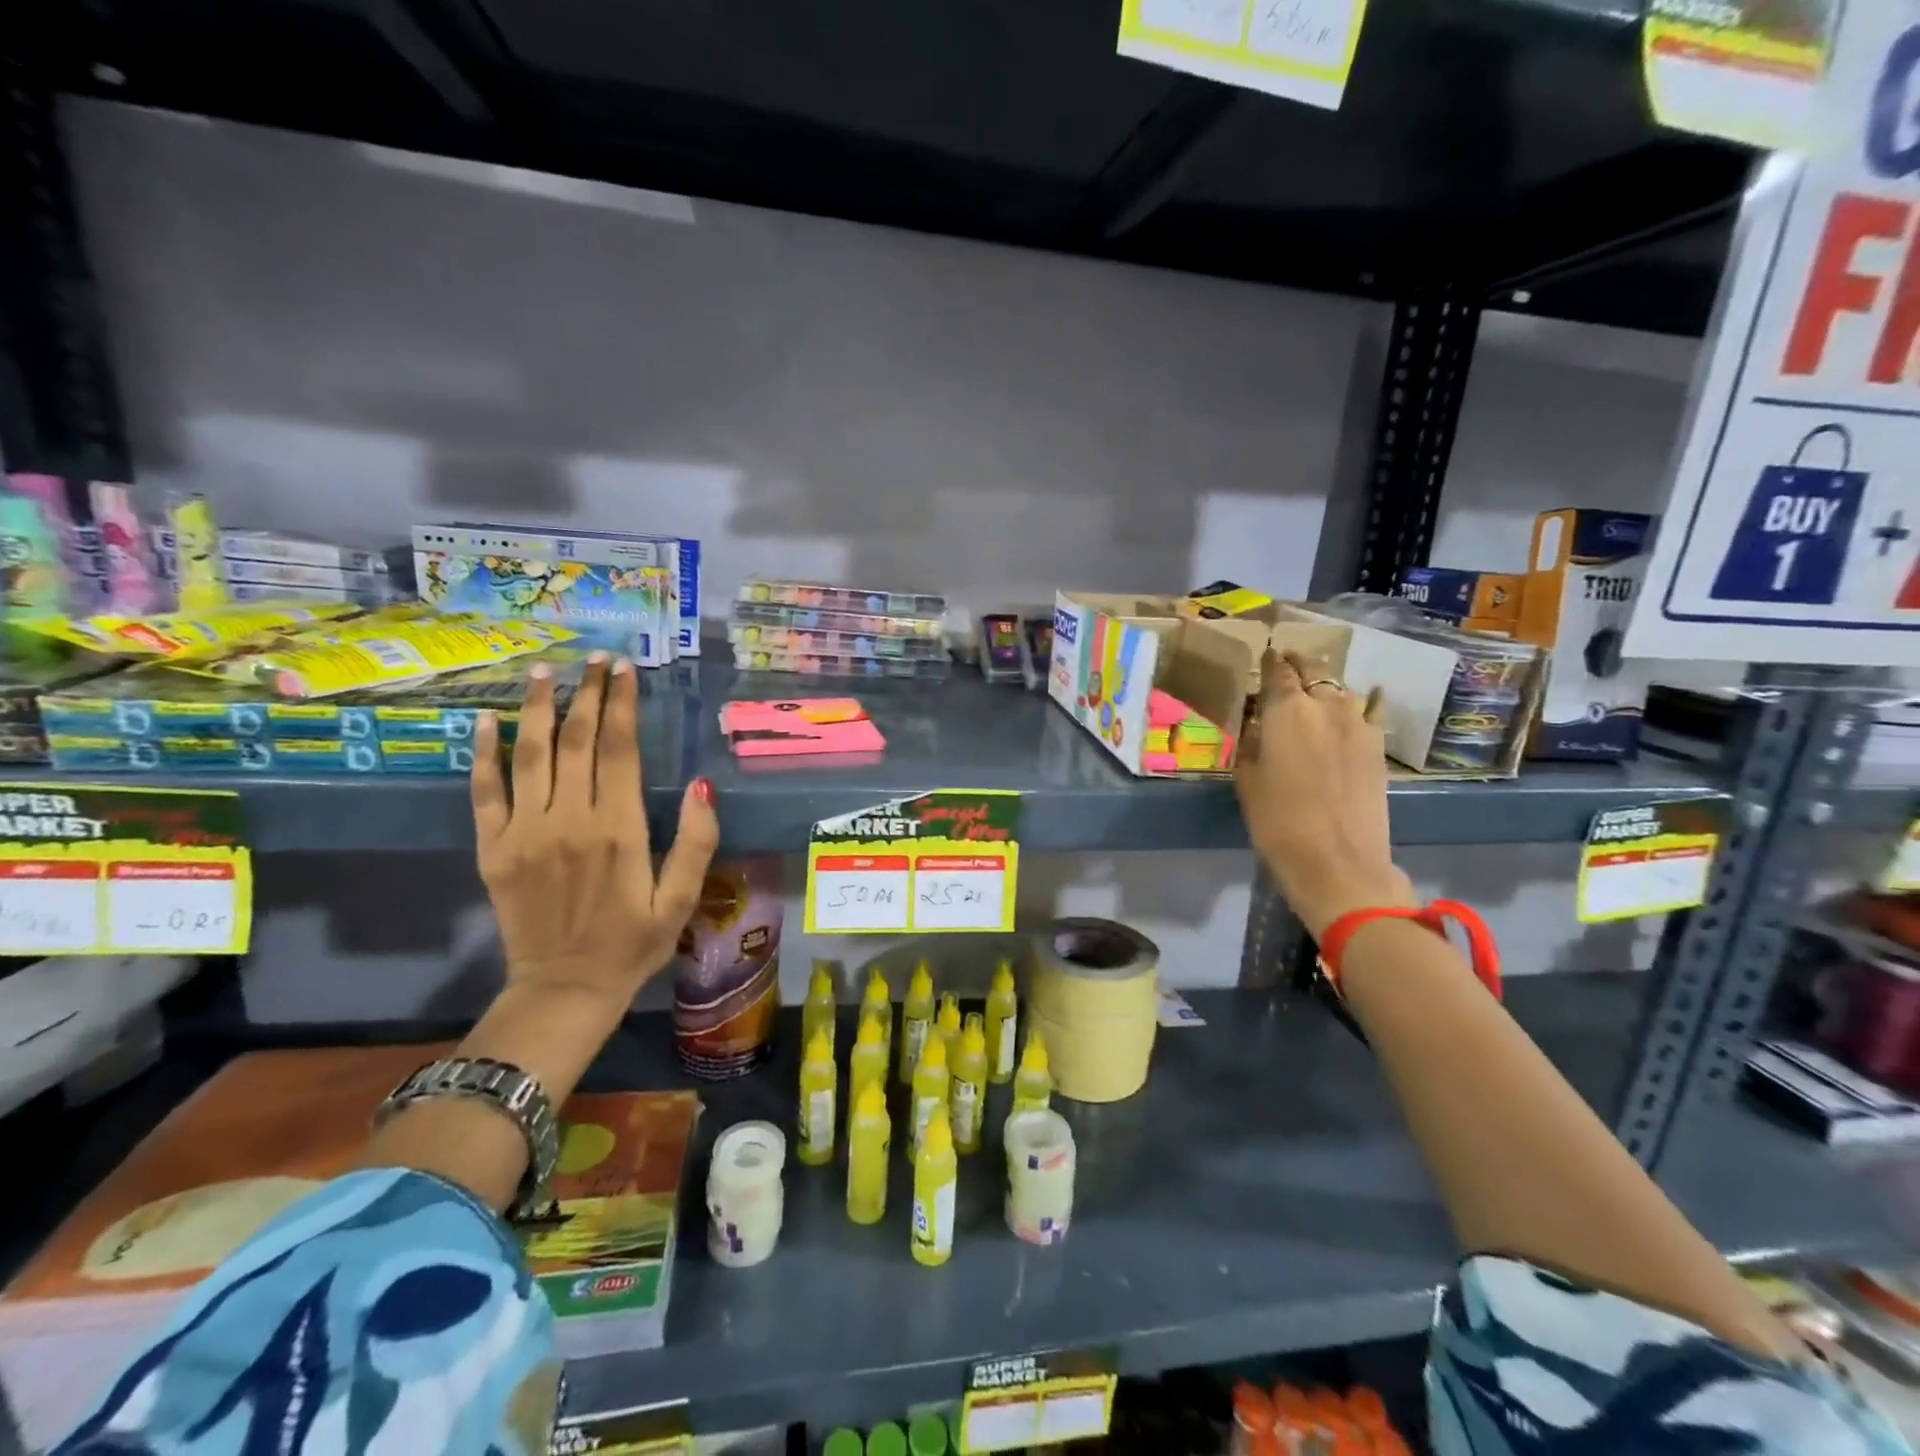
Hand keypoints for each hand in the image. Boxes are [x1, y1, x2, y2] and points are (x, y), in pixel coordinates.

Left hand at [471, 653, 719, 1011]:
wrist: (563, 991)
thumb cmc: (633, 945)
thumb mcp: (681, 900)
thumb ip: (696, 843)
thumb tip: (701, 786)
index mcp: (618, 830)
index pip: (618, 750)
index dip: (620, 704)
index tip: (624, 669)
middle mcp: (568, 820)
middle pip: (576, 741)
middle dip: (586, 693)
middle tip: (595, 658)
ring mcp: (524, 833)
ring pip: (530, 755)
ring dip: (538, 708)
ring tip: (545, 671)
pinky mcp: (493, 849)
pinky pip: (484, 792)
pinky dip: (482, 754)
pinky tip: (484, 721)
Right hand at [1234, 649, 1413, 937]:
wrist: (1338, 861)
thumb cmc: (1277, 822)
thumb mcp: (1248, 780)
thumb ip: (1253, 743)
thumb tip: (1257, 723)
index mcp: (1286, 711)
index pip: (1277, 671)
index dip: (1271, 661)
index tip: (1265, 655)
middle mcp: (1325, 706)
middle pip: (1314, 670)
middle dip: (1299, 663)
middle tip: (1287, 661)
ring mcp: (1359, 723)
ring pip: (1341, 688)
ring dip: (1326, 683)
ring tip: (1316, 685)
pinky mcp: (1378, 745)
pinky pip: (1372, 710)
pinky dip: (1368, 700)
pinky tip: (1370, 694)